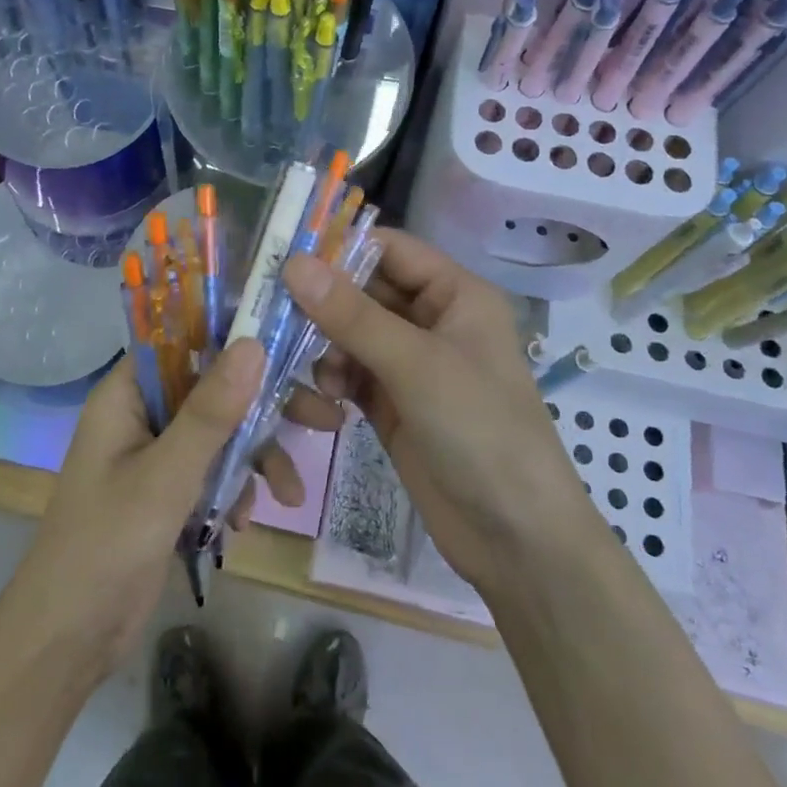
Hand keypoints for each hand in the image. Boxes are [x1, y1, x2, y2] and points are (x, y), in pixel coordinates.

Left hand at [11, 339, 307, 677]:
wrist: (69, 640)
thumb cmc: (106, 545)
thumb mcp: (165, 476)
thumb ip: (210, 412)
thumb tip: (252, 343)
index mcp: (127, 394)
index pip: (183, 338)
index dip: (233, 331)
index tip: (287, 335)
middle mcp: (143, 413)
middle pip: (214, 387)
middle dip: (266, 406)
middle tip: (324, 416)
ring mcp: (157, 453)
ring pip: (221, 432)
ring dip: (257, 457)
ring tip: (291, 494)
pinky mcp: (169, 490)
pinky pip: (214, 470)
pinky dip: (236, 488)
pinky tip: (244, 522)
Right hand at [282, 229, 583, 593]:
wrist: (514, 537)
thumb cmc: (479, 430)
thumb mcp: (415, 365)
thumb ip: (352, 314)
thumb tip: (293, 263)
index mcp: (455, 294)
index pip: (389, 250)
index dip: (340, 250)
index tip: (284, 260)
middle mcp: (432, 320)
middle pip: (364, 292)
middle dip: (323, 304)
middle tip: (272, 314)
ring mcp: (411, 364)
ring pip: (351, 334)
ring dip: (327, 348)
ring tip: (318, 377)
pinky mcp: (393, 403)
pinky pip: (351, 374)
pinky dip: (333, 381)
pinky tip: (327, 405)